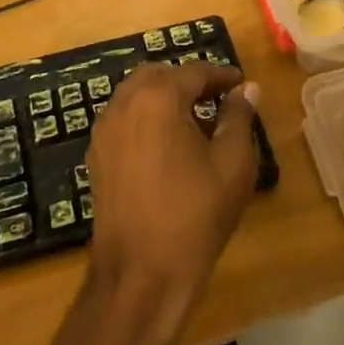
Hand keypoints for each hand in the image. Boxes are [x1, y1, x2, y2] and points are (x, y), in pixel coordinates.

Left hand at [82, 60, 261, 344]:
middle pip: (158, 75)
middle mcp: (124, 104)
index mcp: (158, 98)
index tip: (242, 85)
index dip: (222, 75)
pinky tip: (167, 145)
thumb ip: (239, 117)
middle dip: (189, 81)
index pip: (194, 71)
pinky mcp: (96, 156)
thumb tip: (247, 90)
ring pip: (136, 95)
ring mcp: (104, 131)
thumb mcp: (232, 163)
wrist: (141, 273)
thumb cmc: (195, 214)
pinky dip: (146, 117)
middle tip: (218, 98)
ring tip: (195, 121)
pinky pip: (124, 119)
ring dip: (164, 97)